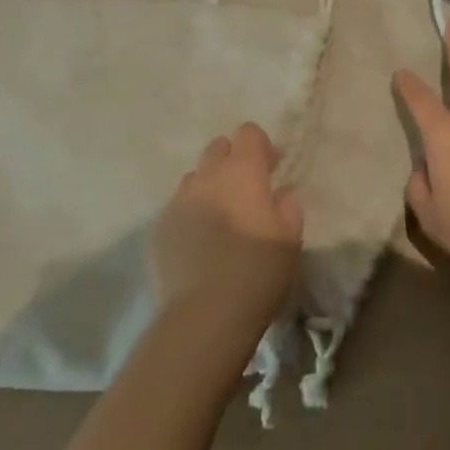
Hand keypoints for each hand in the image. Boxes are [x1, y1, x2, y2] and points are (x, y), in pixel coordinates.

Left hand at [151, 123, 303, 332]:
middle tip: (245, 191)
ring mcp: (178, 201)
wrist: (204, 317)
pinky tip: (197, 244)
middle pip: (218, 148)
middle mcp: (208, 176)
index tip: (270, 169)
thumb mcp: (291, 238)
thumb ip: (288, 207)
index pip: (249, 132)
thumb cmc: (257, 271)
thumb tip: (279, 195)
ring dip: (208, 187)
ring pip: (194, 178)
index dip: (260, 147)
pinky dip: (189, 215)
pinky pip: (176, 208)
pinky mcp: (158, 229)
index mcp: (243, 171)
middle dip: (232, 160)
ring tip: (218, 218)